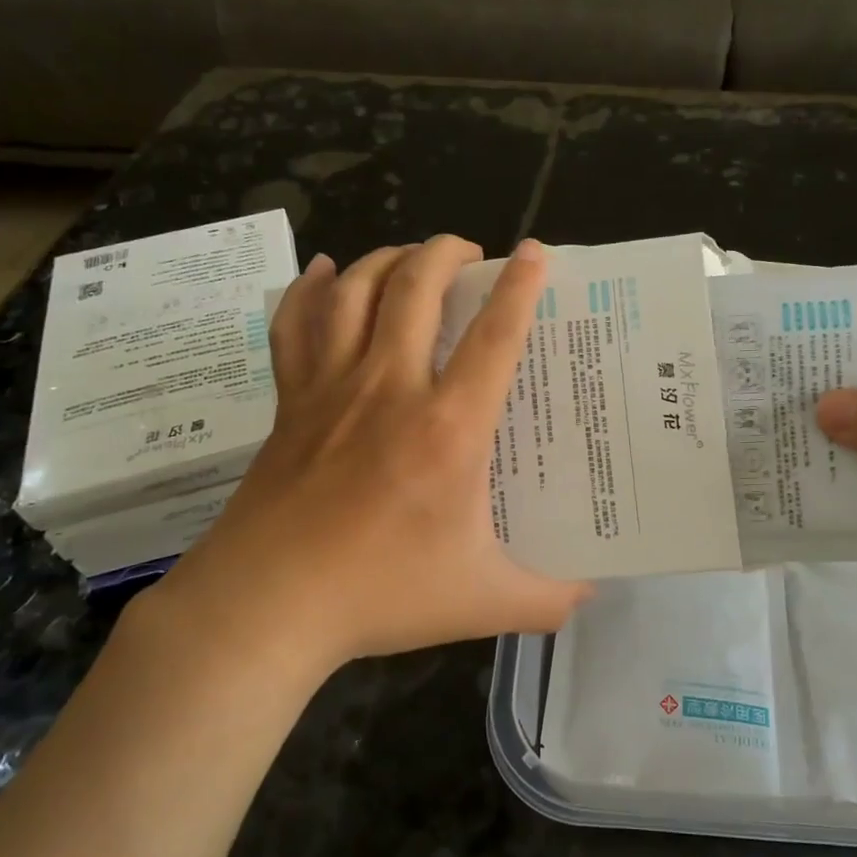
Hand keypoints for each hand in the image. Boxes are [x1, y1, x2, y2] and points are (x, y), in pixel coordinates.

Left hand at [141, 236, 590, 677]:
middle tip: (467, 250)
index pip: (494, 337)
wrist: (266, 606)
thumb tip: (591, 597)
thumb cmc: (380, 594)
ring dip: (387, 260)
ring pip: (356, 293)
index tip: (533, 252)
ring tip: (410, 256)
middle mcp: (390, 389)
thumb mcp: (482, 604)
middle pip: (415, 289)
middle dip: (444, 252)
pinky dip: (311, 290)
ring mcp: (331, 389)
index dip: (519, 287)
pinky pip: (296, 326)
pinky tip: (326, 271)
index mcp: (448, 428)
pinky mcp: (290, 404)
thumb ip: (547, 601)